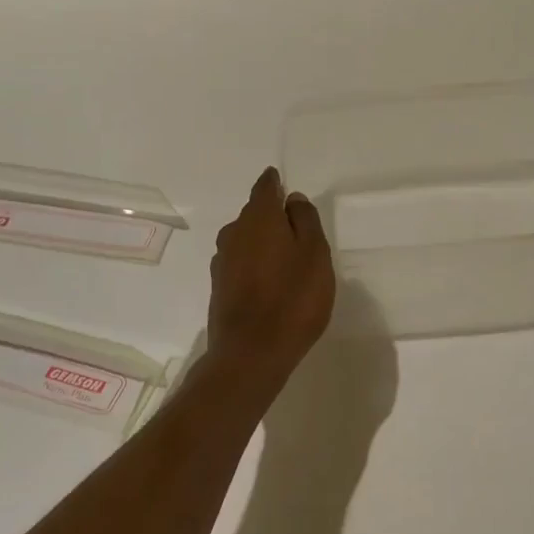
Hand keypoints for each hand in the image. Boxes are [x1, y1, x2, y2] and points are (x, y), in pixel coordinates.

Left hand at [207, 167, 335, 384]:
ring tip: (284, 256)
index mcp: (259, 218)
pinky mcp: (219, 287)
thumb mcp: (315, 254)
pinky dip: (254, 264)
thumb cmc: (292, 298)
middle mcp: (234, 233)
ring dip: (262, 242)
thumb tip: (292, 199)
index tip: (281, 181)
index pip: (264, 188)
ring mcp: (222, 262)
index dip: (274, 183)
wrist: (251, 352)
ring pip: (245, 240)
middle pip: (253, 214)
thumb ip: (305, 221)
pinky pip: (240, 263)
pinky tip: (268, 281)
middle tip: (294, 226)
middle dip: (271, 215)